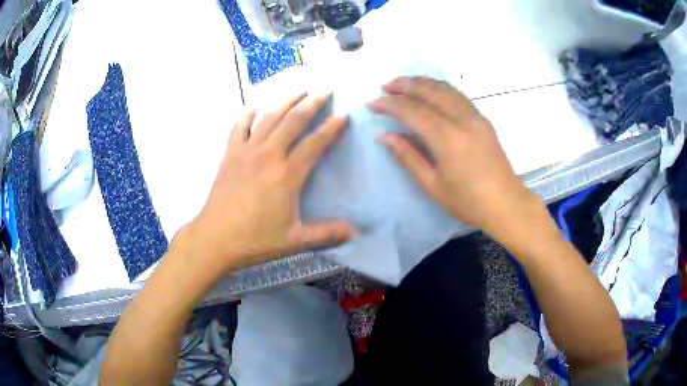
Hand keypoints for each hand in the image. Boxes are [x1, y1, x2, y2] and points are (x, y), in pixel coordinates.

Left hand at [178, 93, 356, 276]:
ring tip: (298, 90)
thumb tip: (356, 232)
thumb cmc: (255, 239)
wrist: (215, 238)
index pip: (314, 144)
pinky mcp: (229, 155)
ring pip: (268, 118)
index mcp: (287, 175)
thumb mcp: (294, 239)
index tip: (343, 115)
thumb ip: (326, 233)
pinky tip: (252, 107)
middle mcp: (268, 155)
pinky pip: (238, 128)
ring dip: (284, 101)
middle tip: (323, 90)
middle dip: (311, 103)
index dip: (331, 128)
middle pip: (292, 121)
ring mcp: (246, 152)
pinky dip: (246, 115)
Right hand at [368, 76, 537, 235]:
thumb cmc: (468, 202)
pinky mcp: (483, 120)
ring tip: (403, 84)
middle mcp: (463, 121)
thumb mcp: (433, 186)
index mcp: (448, 140)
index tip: (372, 103)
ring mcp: (476, 117)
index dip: (390, 104)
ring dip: (422, 82)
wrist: (506, 204)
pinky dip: (439, 88)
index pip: (413, 111)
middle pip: (429, 91)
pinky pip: (458, 95)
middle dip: (404, 85)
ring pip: (445, 88)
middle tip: (384, 86)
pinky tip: (430, 91)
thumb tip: (385, 136)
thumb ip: (408, 157)